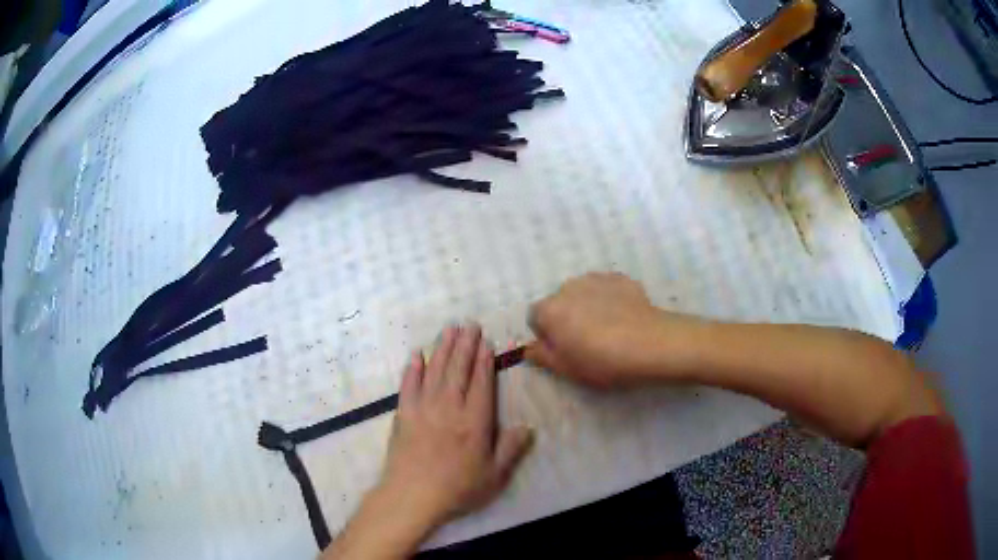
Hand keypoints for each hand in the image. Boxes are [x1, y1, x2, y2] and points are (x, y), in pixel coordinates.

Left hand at [377, 325, 533, 527]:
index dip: (484, 361)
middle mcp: (449, 408)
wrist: (412, 496)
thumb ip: (511, 449)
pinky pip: (408, 386)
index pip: (481, 383)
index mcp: (474, 422)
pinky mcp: (403, 414)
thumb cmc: (457, 488)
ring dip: (442, 349)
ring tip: (449, 330)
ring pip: (434, 371)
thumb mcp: (494, 476)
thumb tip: (528, 427)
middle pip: (458, 370)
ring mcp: (423, 408)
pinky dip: (412, 369)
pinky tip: (416, 355)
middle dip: (464, 345)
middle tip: (469, 324)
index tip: (485, 341)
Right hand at [526, 272, 703, 388]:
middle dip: (567, 318)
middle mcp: (568, 287)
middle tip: (587, 342)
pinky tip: (625, 319)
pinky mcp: (621, 278)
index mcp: (549, 310)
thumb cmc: (602, 361)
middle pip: (559, 302)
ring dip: (588, 307)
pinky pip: (607, 289)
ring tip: (609, 329)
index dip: (547, 335)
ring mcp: (596, 278)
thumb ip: (541, 356)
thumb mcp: (566, 369)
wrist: (651, 344)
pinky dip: (610, 300)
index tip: (564, 350)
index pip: (535, 318)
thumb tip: (528, 348)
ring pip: (583, 294)